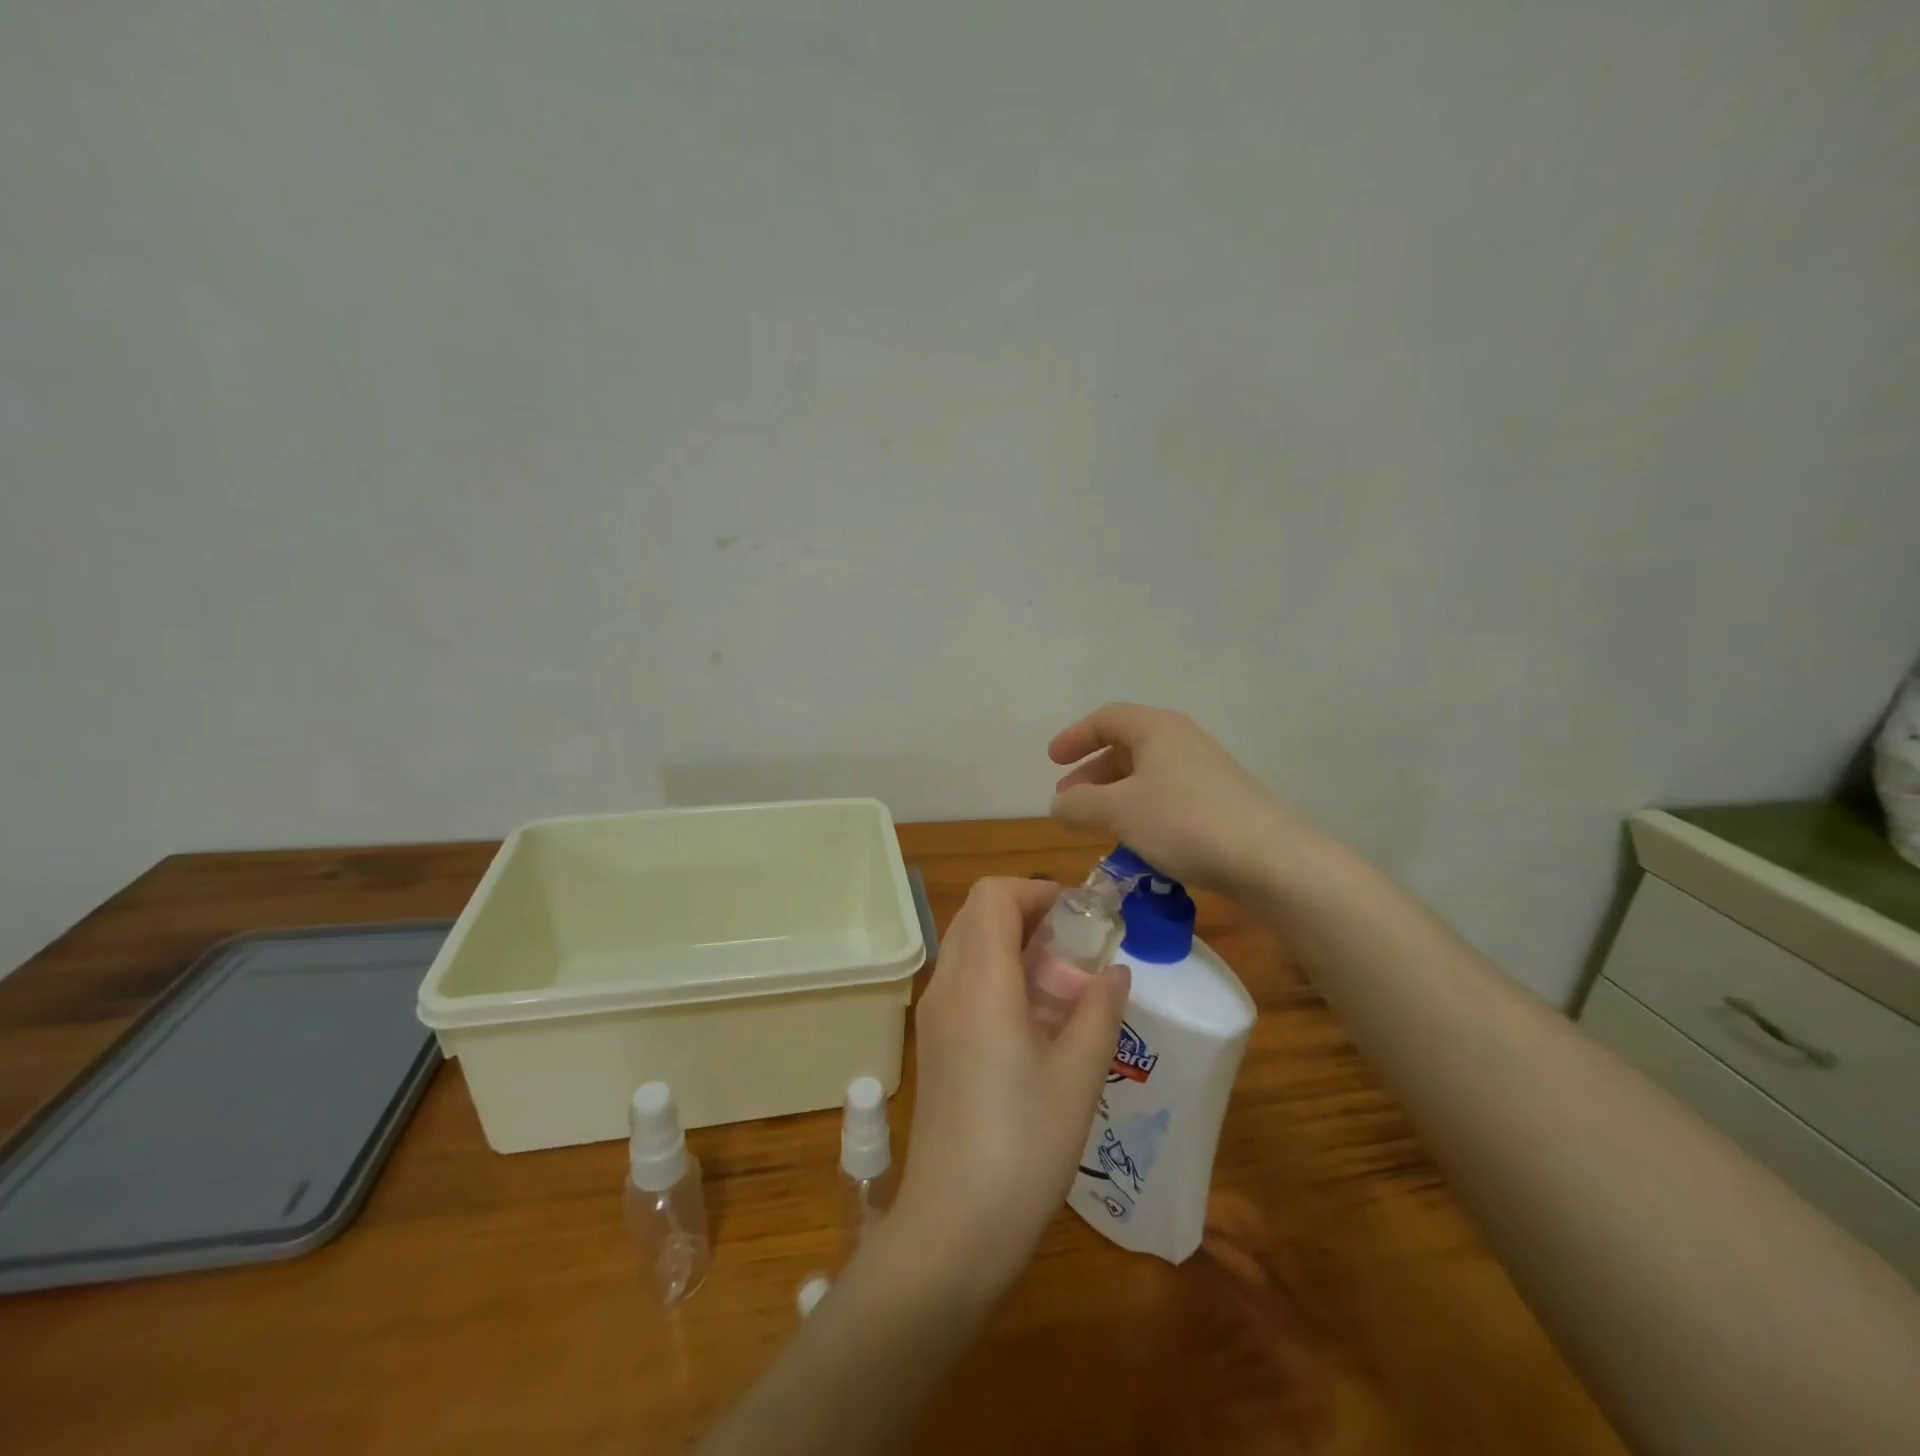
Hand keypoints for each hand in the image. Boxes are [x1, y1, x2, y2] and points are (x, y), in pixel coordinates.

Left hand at [893, 878, 1129, 1297]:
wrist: (954, 1227)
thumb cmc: (1024, 1147)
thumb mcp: (1078, 1076)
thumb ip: (1100, 1010)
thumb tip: (1114, 970)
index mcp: (979, 982)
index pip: (993, 895)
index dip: (1036, 890)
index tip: (1079, 916)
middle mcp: (947, 985)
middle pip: (978, 914)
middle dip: (1028, 914)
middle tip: (1077, 948)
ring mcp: (933, 1015)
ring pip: (969, 946)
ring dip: (1013, 945)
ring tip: (1062, 985)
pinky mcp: (933, 1042)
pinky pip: (963, 980)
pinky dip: (997, 974)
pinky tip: (1033, 1021)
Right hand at [1049, 702, 1310, 893]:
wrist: (1268, 858)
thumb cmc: (1183, 822)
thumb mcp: (1118, 811)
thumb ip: (1079, 805)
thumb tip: (1058, 805)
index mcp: (1156, 728)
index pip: (1106, 718)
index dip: (1075, 737)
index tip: (1052, 761)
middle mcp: (1182, 740)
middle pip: (1126, 745)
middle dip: (1092, 772)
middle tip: (1069, 800)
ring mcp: (1205, 770)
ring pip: (1147, 773)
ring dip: (1115, 794)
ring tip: (1096, 823)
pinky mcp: (1220, 800)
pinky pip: (1167, 794)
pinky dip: (1141, 809)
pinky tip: (1136, 839)